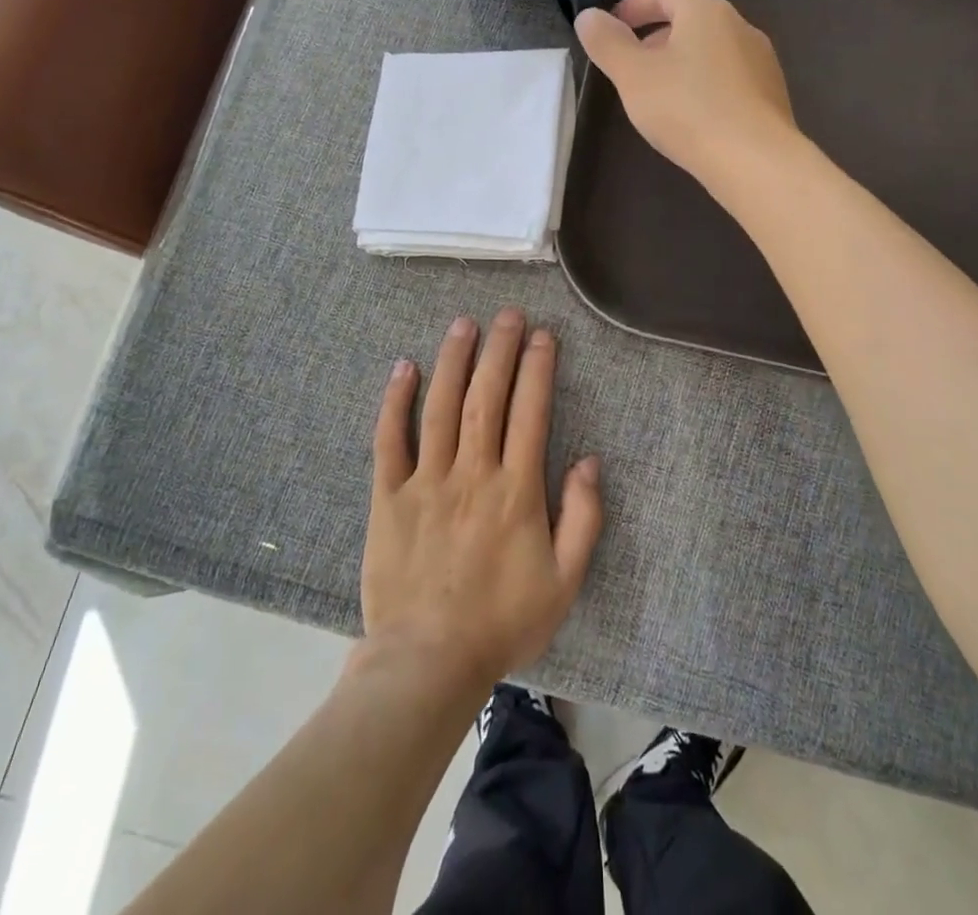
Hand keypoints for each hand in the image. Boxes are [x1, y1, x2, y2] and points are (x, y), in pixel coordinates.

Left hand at [360, 309, 603, 695]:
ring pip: (440, 407)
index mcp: (516, 490)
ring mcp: (426, 481)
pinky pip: (389, 440)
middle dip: (499, 350)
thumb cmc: (502, 622)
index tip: (543, 336)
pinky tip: (404, 368)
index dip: (538, 369)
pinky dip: (395, 402)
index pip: (530, 412)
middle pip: (487, 398)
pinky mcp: (388, 496)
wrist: (427, 662)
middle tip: (507, 314)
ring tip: (463, 324)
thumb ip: (583, 519)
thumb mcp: (564, 581)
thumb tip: (589, 461)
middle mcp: (472, 473)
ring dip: (453, 361)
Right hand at [575, 0, 797, 192]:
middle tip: (630, 63)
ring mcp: (762, 61)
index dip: (636, 4)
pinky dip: (705, 84)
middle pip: (692, 18)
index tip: (612, 26)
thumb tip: (588, 16)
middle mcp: (740, 26)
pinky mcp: (771, 94)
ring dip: (681, 61)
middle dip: (656, 35)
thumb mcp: (632, 75)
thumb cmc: (687, 109)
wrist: (755, 160)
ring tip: (658, 93)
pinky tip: (692, 116)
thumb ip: (607, 42)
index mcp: (706, 11)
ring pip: (712, 49)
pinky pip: (729, 77)